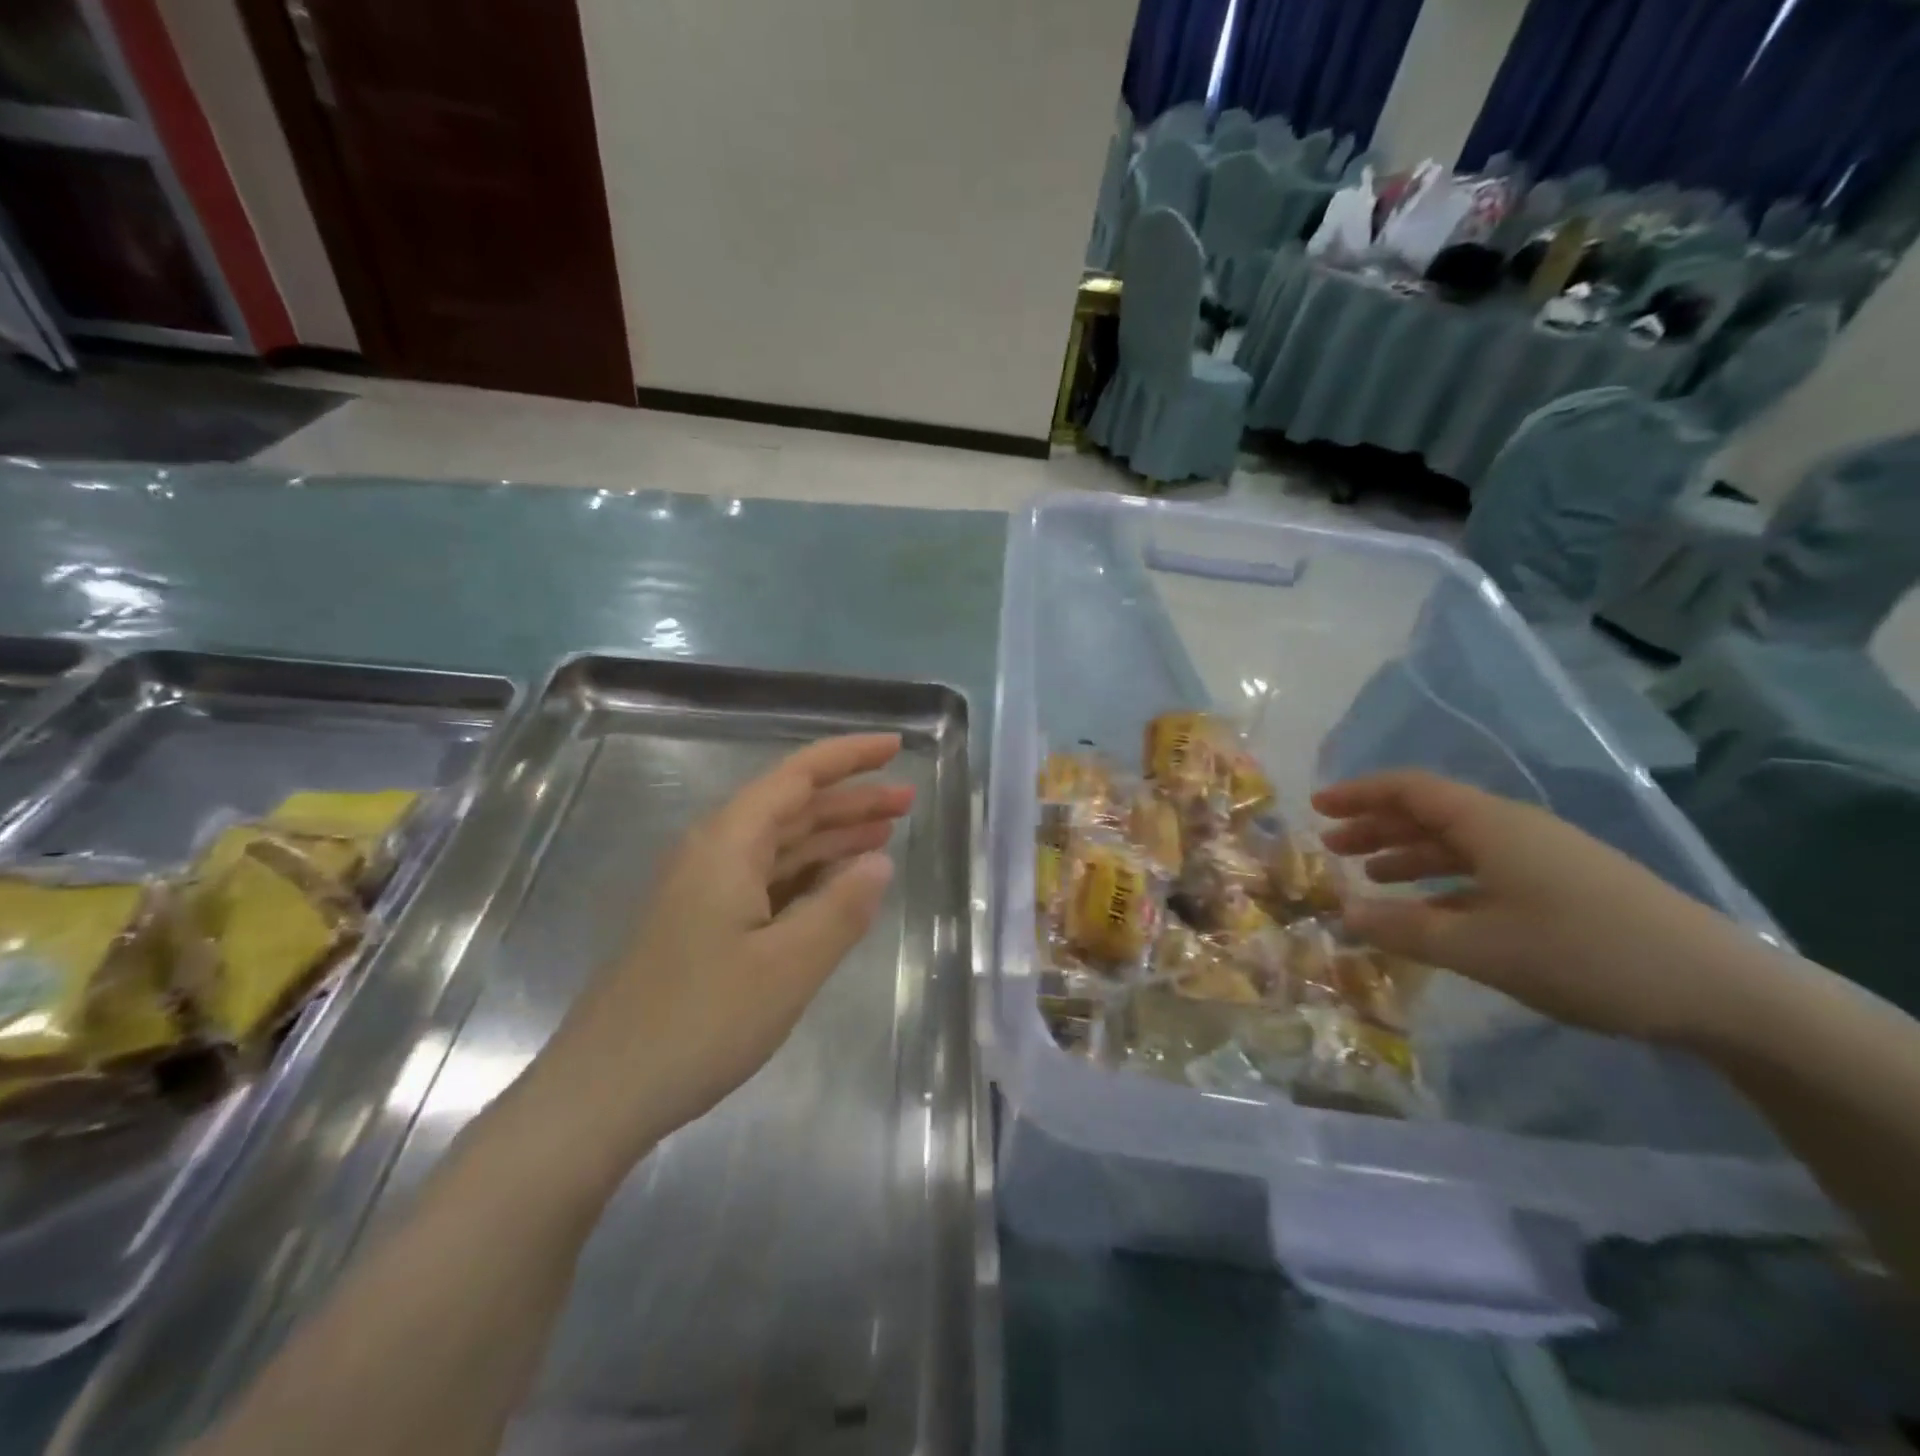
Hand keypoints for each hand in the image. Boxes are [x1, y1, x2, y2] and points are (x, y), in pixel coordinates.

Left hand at [533, 734, 912, 1161]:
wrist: (600, 1094)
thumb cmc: (698, 1021)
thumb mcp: (788, 966)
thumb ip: (841, 908)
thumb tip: (880, 862)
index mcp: (728, 844)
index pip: (797, 777)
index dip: (849, 757)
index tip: (897, 747)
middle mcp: (713, 854)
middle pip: (791, 808)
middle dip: (851, 799)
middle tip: (908, 799)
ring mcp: (704, 892)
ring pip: (780, 846)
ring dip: (833, 837)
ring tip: (887, 832)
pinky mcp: (702, 927)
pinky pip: (767, 883)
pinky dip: (809, 877)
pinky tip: (838, 887)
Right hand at [1312, 770, 1762, 1045]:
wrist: (1720, 991)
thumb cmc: (1583, 954)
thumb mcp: (1480, 947)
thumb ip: (1403, 929)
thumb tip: (1342, 913)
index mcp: (1490, 825)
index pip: (1410, 789)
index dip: (1359, 794)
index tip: (1317, 807)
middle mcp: (1513, 829)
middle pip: (1430, 812)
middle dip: (1376, 825)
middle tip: (1332, 848)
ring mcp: (1543, 857)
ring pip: (1457, 843)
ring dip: (1408, 854)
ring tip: (1370, 877)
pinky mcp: (1564, 887)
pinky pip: (1484, 870)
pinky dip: (1445, 882)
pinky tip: (1431, 911)